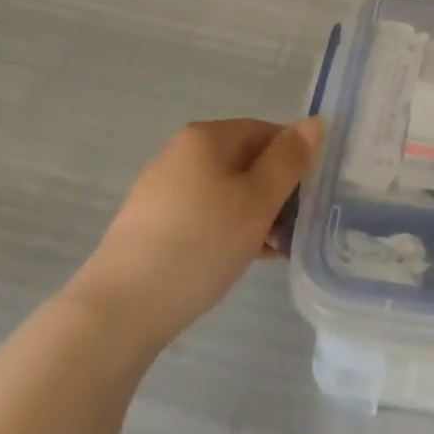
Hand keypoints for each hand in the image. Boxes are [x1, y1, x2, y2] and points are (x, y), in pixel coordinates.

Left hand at [70, 118, 320, 350]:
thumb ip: (289, 160)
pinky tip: (240, 259)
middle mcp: (181, 152)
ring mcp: (162, 189)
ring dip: (254, 215)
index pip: (266, 131)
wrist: (119, 311)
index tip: (310, 197)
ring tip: (273, 252)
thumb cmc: (199, 245)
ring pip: (225, 191)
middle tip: (294, 230)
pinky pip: (203, 214)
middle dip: (275, 192)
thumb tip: (314, 122)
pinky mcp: (150, 224)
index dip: (294, 160)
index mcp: (206, 137)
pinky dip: (226, 229)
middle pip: (245, 161)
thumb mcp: (257, 201)